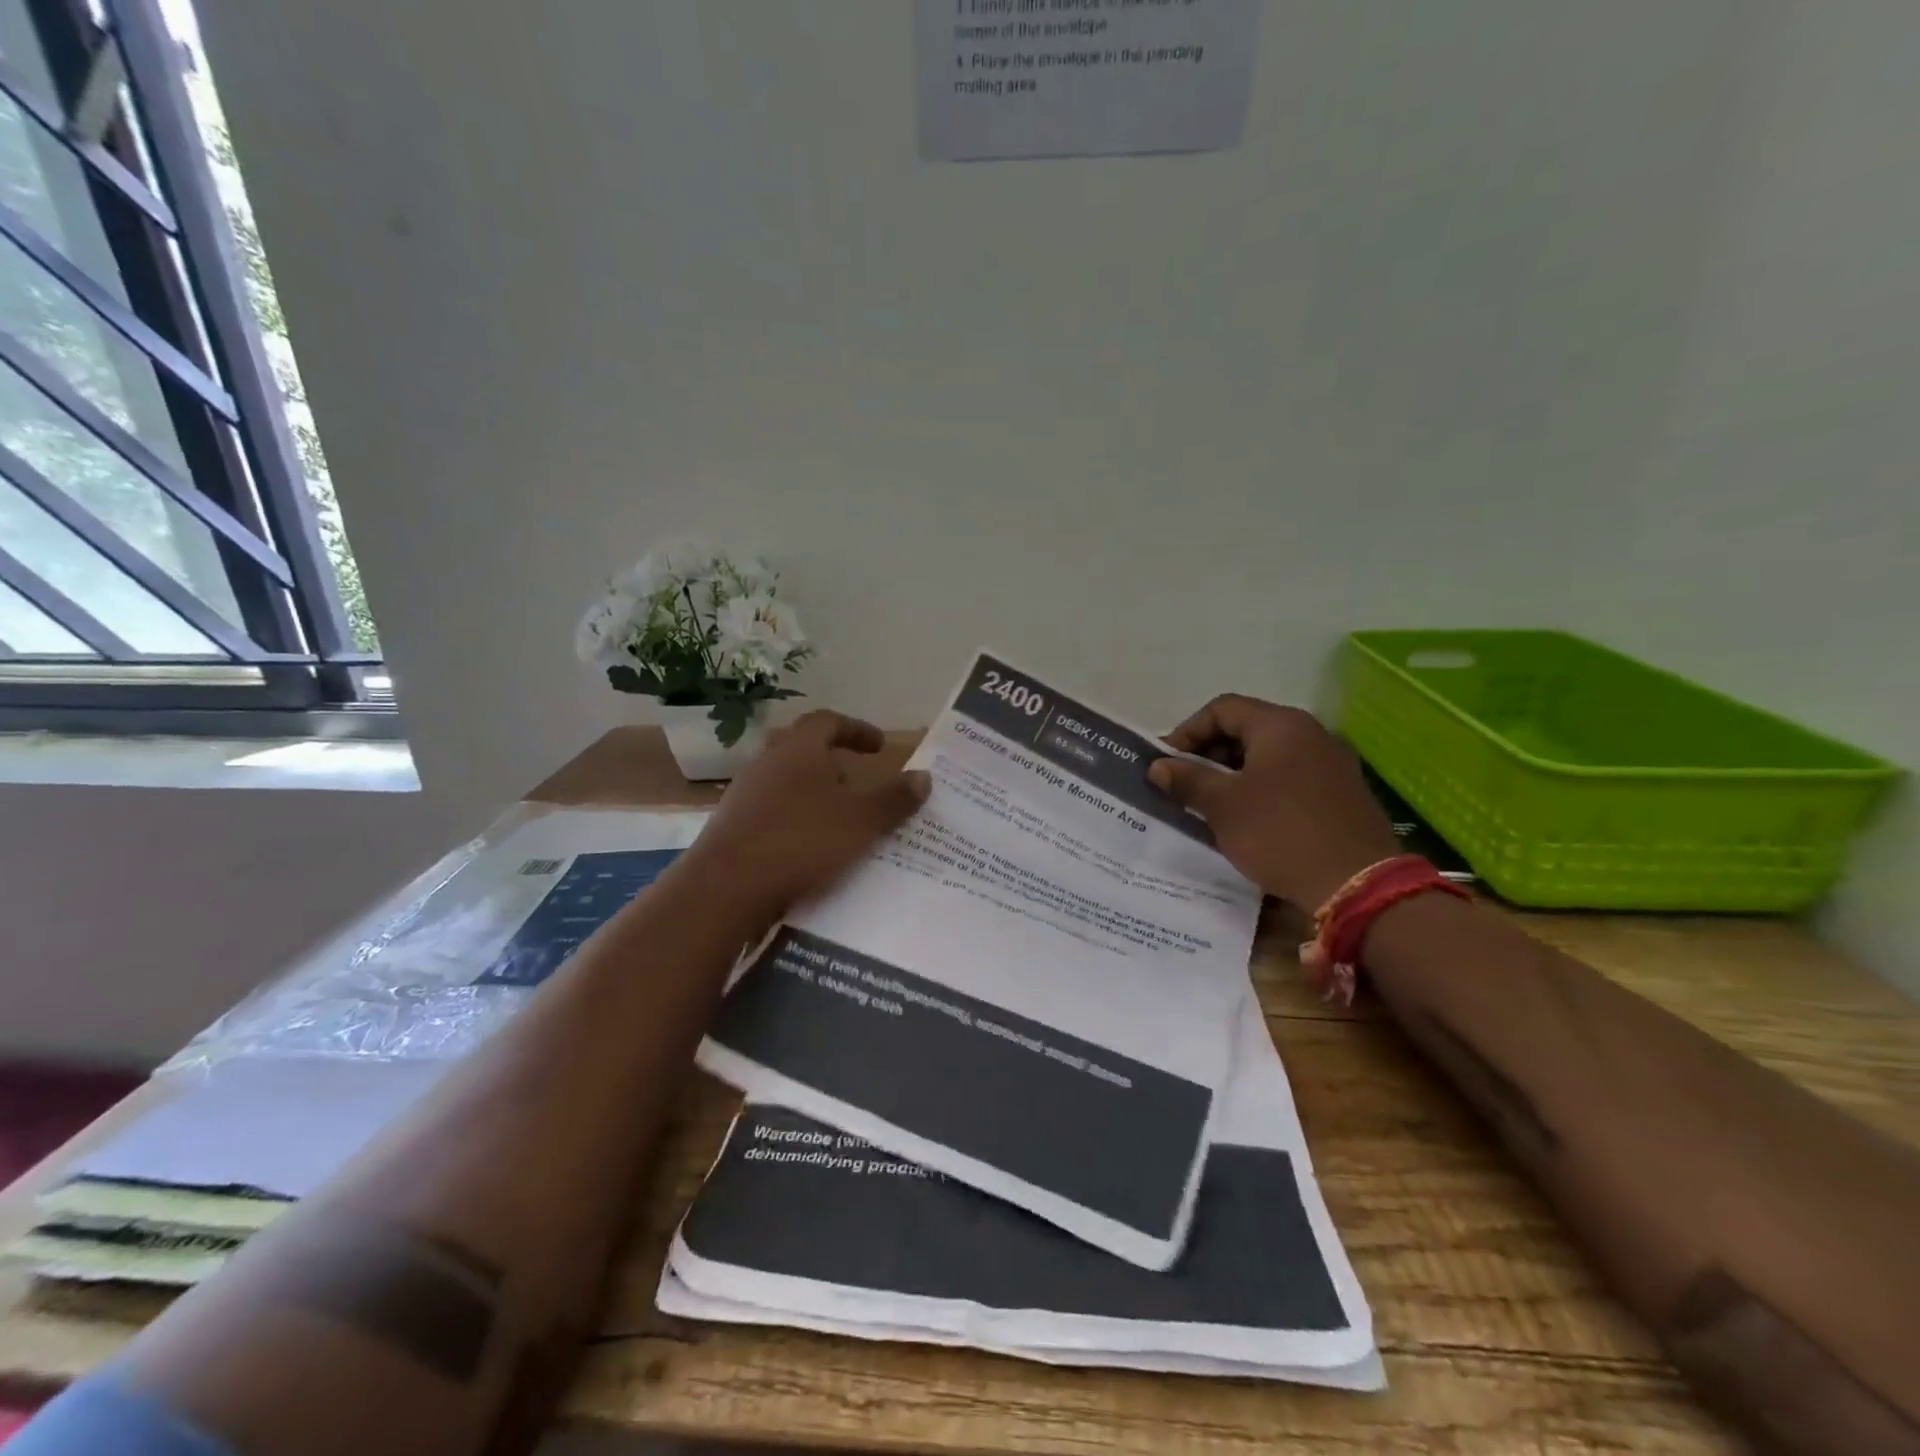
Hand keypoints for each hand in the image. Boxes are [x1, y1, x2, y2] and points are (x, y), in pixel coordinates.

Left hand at [684, 709, 929, 920]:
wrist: (725, 888)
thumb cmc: (801, 841)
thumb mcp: (861, 820)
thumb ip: (894, 799)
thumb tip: (924, 777)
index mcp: (798, 750)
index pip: (827, 721)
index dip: (856, 729)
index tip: (879, 747)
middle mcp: (767, 765)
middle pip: (805, 754)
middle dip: (837, 768)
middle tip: (864, 789)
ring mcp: (744, 797)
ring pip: (789, 787)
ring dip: (817, 799)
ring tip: (844, 826)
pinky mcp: (733, 830)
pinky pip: (775, 817)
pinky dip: (798, 826)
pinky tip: (814, 854)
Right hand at [1147, 696, 1398, 908]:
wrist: (1356, 884)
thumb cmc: (1280, 833)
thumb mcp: (1222, 806)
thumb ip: (1187, 779)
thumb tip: (1158, 767)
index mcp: (1280, 725)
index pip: (1222, 709)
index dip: (1187, 732)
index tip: (1167, 764)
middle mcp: (1310, 733)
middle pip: (1246, 729)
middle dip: (1208, 755)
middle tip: (1184, 785)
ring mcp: (1331, 763)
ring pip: (1268, 756)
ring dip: (1233, 775)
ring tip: (1210, 806)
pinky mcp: (1341, 794)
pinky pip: (1289, 779)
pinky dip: (1261, 790)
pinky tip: (1247, 821)